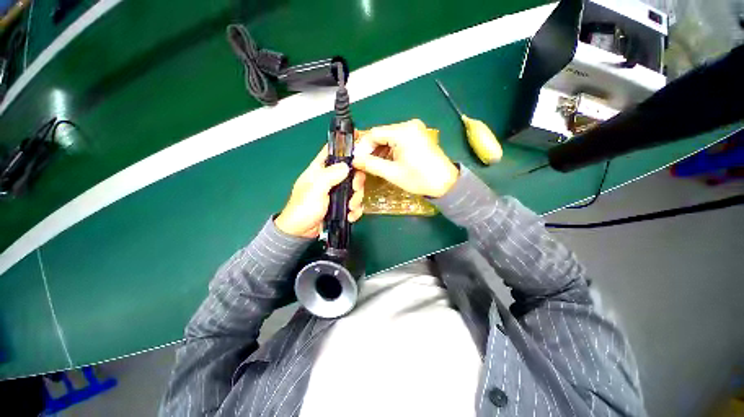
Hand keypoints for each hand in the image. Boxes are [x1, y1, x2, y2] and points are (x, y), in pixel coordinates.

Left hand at [275, 146, 364, 237]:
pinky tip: (350, 216)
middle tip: (354, 191)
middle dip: (356, 183)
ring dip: (356, 200)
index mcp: (321, 169)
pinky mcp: (342, 205)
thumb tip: (347, 166)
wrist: (301, 232)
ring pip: (356, 189)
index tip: (361, 156)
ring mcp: (338, 192)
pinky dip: (355, 210)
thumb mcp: (315, 189)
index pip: (334, 152)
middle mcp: (331, 178)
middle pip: (352, 172)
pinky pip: (355, 203)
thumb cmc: (303, 208)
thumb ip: (330, 176)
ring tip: (349, 209)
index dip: (347, 149)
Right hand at [353, 119, 458, 197]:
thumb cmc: (420, 179)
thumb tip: (354, 160)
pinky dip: (389, 150)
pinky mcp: (417, 136)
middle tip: (363, 164)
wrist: (446, 184)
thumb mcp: (392, 173)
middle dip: (370, 149)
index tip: (356, 160)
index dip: (363, 147)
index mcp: (403, 132)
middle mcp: (409, 125)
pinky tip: (385, 161)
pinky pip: (397, 140)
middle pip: (381, 134)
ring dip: (379, 150)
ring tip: (373, 165)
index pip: (374, 133)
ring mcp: (415, 130)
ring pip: (388, 138)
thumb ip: (371, 164)